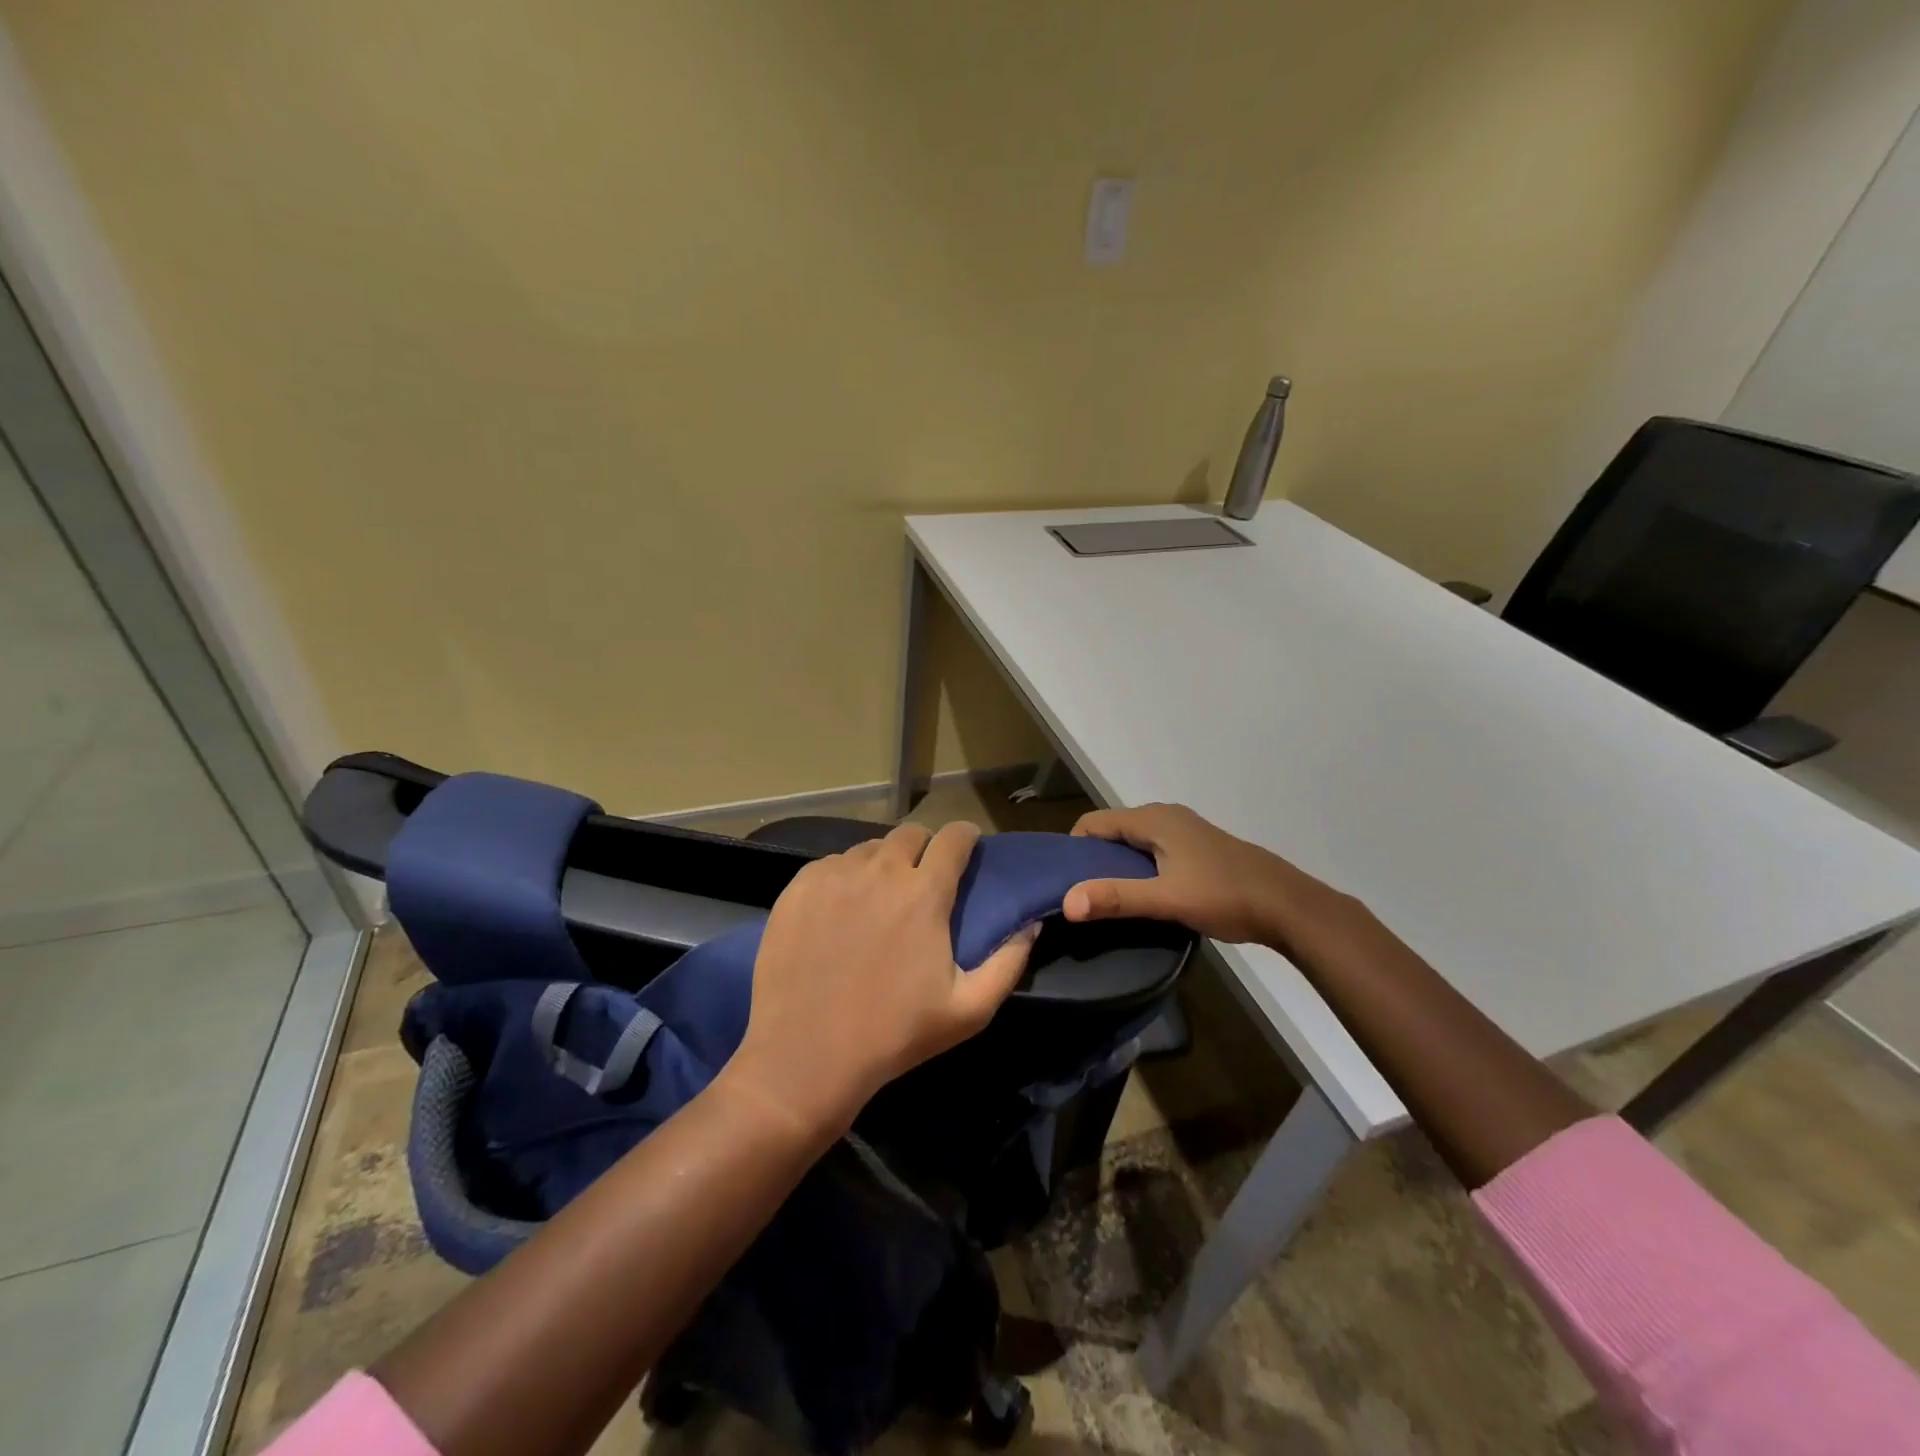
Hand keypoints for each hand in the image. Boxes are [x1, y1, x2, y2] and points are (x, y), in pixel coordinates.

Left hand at [728, 820, 1037, 1138]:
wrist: (806, 1056)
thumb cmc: (894, 1034)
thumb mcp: (969, 1010)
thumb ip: (1009, 962)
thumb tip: (1030, 925)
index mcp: (924, 892)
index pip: (954, 837)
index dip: (965, 838)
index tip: (967, 849)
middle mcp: (880, 870)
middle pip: (910, 834)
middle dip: (924, 848)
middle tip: (922, 879)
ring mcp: (834, 875)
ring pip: (869, 848)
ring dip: (883, 863)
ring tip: (879, 897)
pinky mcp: (799, 887)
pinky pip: (831, 864)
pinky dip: (844, 876)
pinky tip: (840, 910)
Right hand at [1063, 802, 1352, 948]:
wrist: (1287, 905)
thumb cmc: (1224, 896)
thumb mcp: (1166, 900)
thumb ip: (1116, 898)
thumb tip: (1066, 902)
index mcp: (1154, 819)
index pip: (1093, 822)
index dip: (1074, 848)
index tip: (1065, 882)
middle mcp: (1166, 816)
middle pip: (1113, 830)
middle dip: (1093, 858)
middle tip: (1084, 894)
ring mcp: (1184, 830)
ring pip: (1134, 841)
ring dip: (1117, 865)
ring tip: (1109, 898)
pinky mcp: (1197, 846)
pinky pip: (1153, 849)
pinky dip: (1139, 866)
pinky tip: (1145, 895)